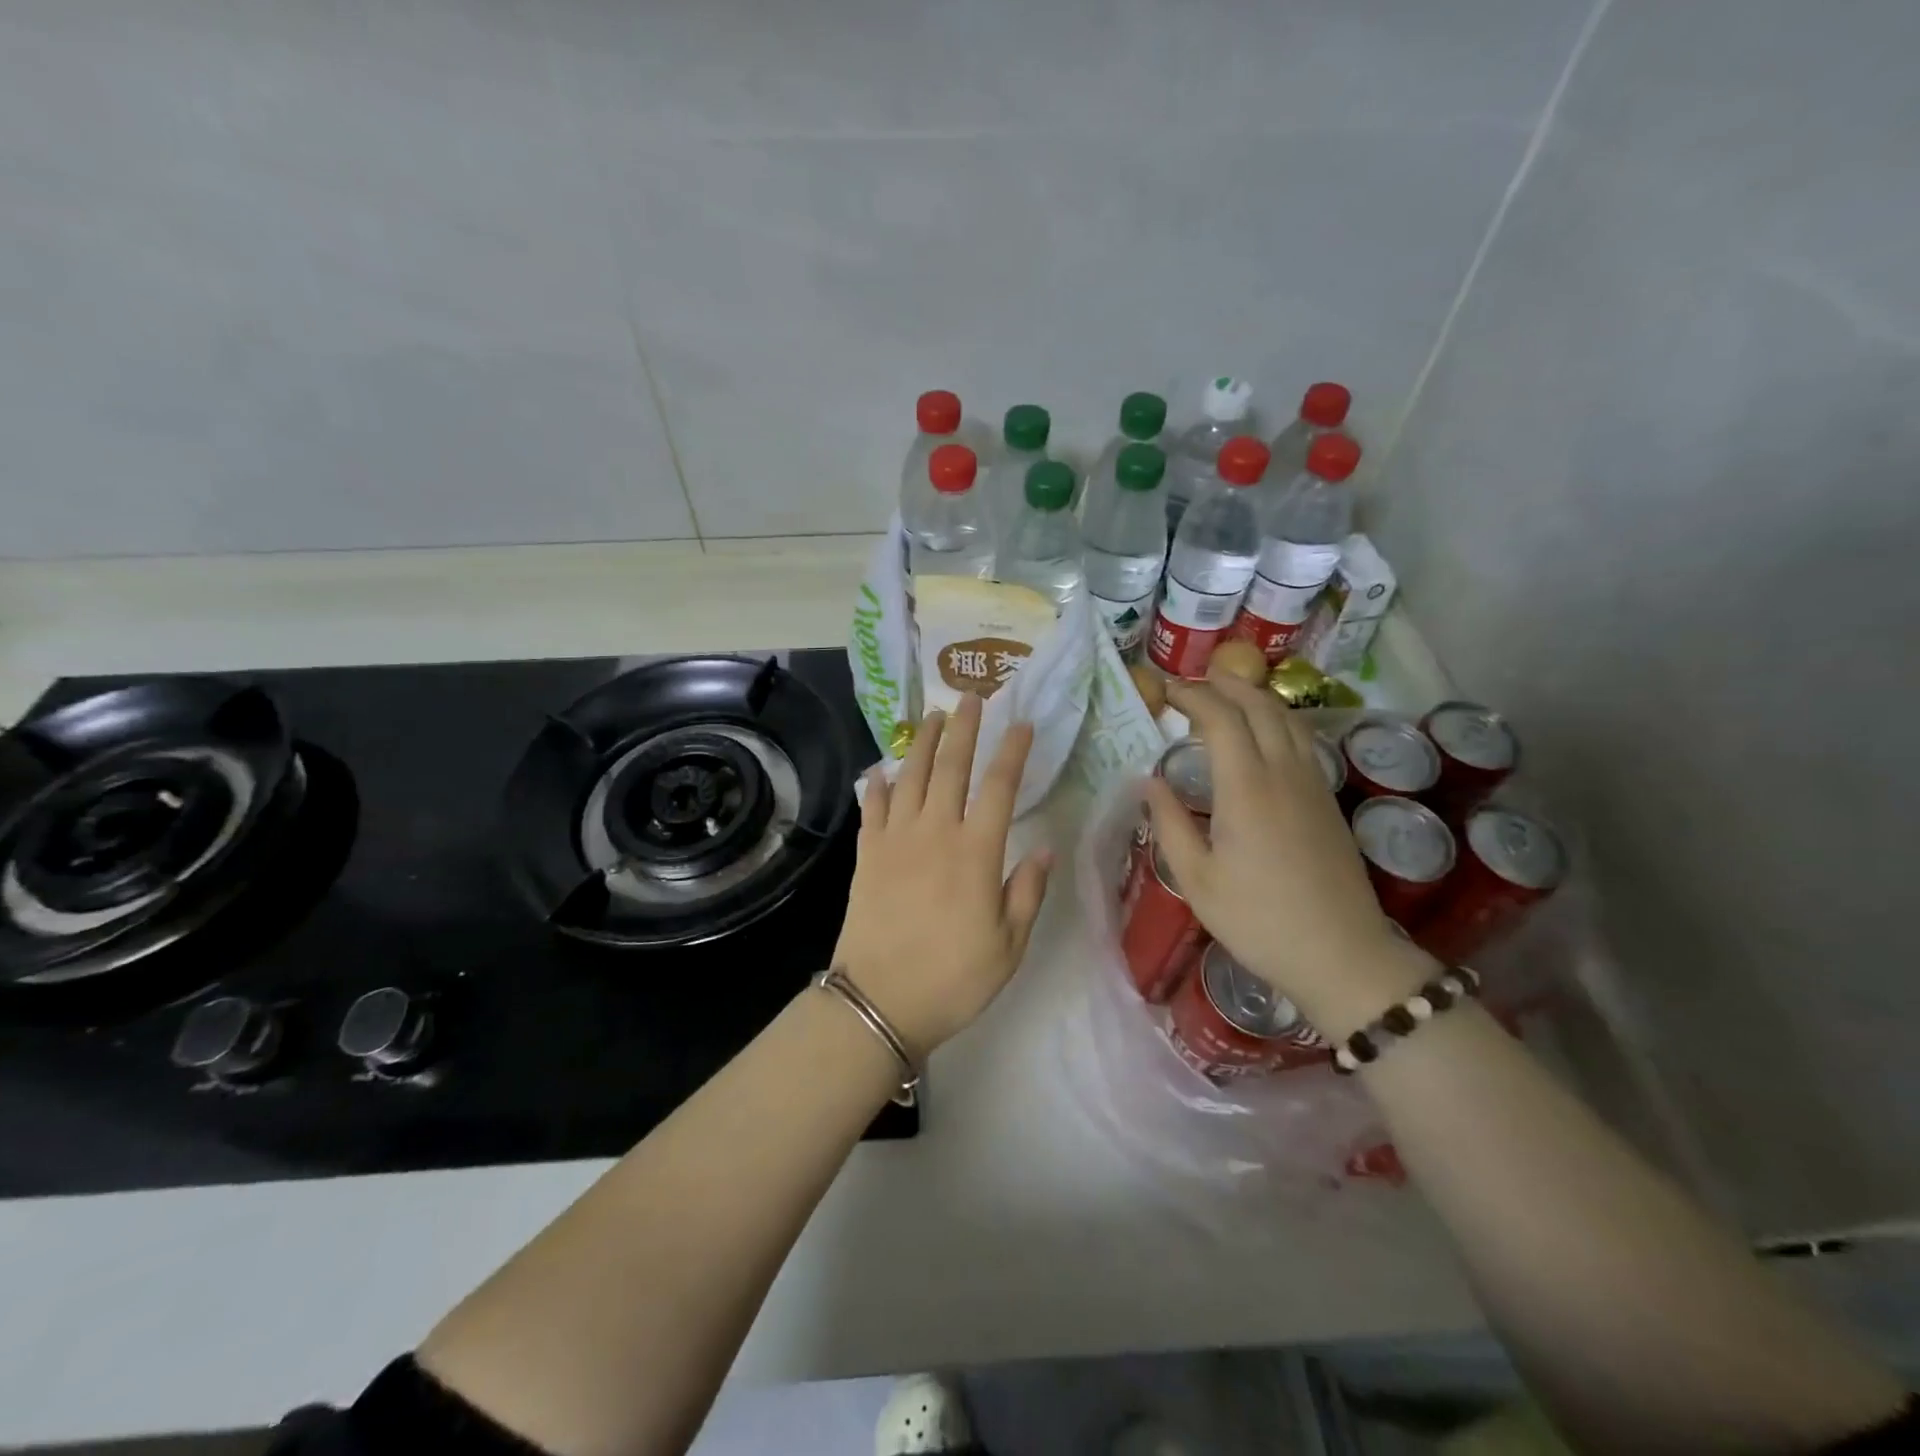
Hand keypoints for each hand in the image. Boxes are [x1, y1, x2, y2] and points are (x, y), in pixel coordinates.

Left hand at [832, 693, 1052, 1061]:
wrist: (880, 1002)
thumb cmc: (954, 979)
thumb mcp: (1008, 945)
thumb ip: (1027, 892)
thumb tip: (1045, 849)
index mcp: (976, 852)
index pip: (999, 787)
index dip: (1011, 751)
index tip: (1021, 724)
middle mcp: (935, 833)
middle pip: (950, 768)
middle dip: (963, 729)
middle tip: (970, 698)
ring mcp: (895, 840)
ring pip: (909, 777)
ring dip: (921, 743)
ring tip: (931, 717)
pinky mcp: (867, 855)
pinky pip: (873, 808)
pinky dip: (878, 784)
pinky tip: (881, 769)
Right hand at [1146, 673, 1432, 1038]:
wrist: (1342, 954)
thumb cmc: (1258, 920)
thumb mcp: (1196, 880)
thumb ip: (1170, 824)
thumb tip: (1150, 782)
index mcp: (1246, 789)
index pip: (1221, 718)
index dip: (1192, 696)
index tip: (1165, 690)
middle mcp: (1283, 773)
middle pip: (1259, 707)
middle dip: (1224, 685)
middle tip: (1192, 681)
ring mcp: (1312, 783)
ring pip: (1287, 719)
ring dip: (1255, 696)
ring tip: (1227, 691)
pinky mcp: (1327, 799)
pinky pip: (1301, 739)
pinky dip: (1277, 719)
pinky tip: (1263, 732)